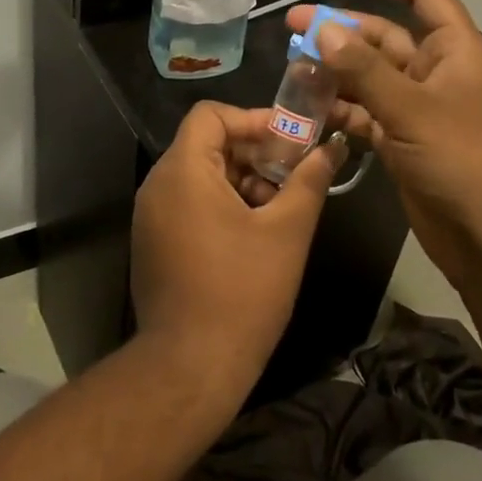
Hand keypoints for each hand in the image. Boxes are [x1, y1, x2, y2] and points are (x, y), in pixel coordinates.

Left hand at [130, 102, 344, 402]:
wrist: (191, 365)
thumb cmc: (242, 292)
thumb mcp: (286, 231)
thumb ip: (309, 181)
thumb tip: (331, 148)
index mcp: (183, 170)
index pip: (211, 114)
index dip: (252, 119)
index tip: (289, 141)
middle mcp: (158, 184)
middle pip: (206, 143)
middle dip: (253, 153)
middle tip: (293, 174)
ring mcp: (150, 215)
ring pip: (200, 174)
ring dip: (241, 180)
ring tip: (279, 207)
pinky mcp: (153, 241)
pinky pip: (188, 201)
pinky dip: (221, 202)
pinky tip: (254, 232)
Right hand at [288, 0, 481, 301]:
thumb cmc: (466, 160)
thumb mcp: (413, 108)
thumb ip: (365, 69)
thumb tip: (323, 29)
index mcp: (455, 50)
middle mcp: (436, 74)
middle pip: (383, 38)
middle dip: (340, 30)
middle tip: (291, 26)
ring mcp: (418, 110)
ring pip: (369, 78)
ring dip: (334, 72)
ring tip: (290, 68)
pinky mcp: (404, 143)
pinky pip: (365, 115)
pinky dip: (339, 110)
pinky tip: (308, 110)